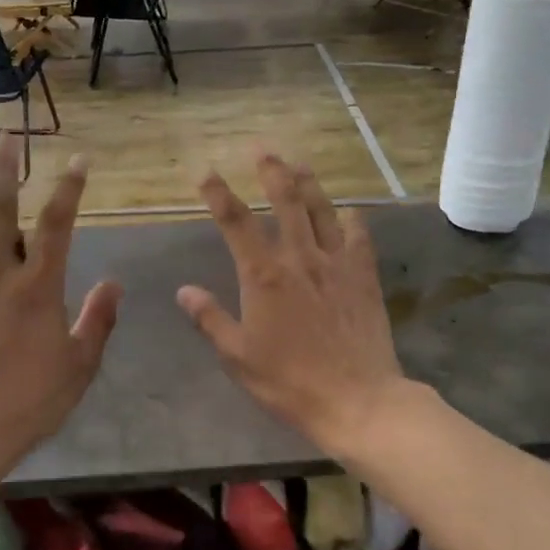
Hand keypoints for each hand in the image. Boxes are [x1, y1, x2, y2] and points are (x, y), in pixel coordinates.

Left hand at [0, 137, 120, 518]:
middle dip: (7, 167)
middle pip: (1, 208)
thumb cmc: (27, 403)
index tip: (78, 161)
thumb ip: (98, 321)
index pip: (59, 224)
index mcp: (38, 287)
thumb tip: (114, 284)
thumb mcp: (79, 367)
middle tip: (9, 135)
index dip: (70, 188)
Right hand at [178, 154, 406, 456]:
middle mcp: (300, 258)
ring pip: (322, 210)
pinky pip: (359, 236)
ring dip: (309, 183)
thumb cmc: (289, 382)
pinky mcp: (364, 277)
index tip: (207, 173)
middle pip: (285, 201)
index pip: (235, 223)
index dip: (219, 194)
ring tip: (299, 163)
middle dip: (271, 171)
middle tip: (262, 149)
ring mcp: (337, 264)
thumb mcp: (238, 356)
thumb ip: (210, 319)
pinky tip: (349, 211)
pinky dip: (351, 219)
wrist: (357, 399)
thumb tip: (184, 290)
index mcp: (263, 276)